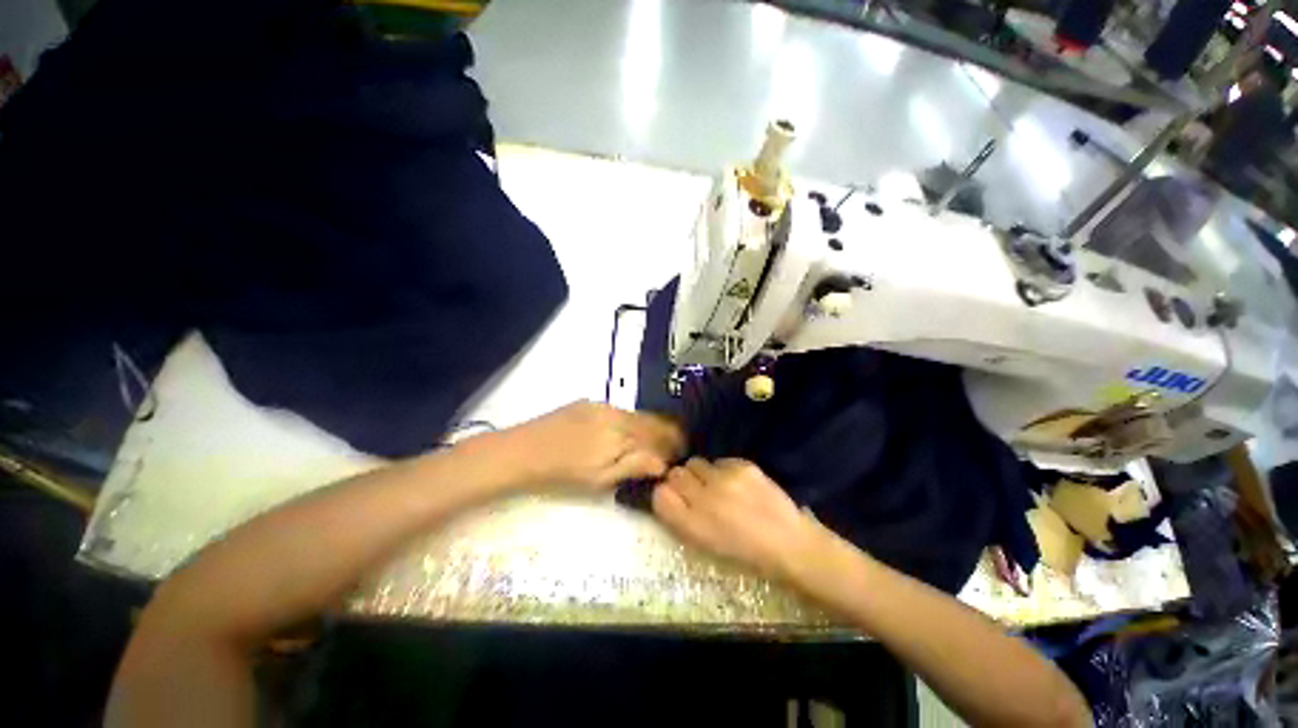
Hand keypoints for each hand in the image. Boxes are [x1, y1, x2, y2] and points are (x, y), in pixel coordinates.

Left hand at [494, 401, 683, 492]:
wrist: (524, 450)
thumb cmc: (563, 473)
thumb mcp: (600, 479)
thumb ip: (633, 466)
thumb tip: (663, 463)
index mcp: (620, 434)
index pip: (658, 435)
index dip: (673, 444)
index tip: (680, 454)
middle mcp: (616, 414)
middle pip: (651, 421)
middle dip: (666, 434)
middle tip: (672, 448)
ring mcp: (602, 405)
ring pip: (637, 415)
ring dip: (649, 427)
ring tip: (652, 442)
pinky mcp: (590, 402)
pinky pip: (620, 411)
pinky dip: (630, 422)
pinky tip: (626, 433)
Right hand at [651, 458, 828, 578]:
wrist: (789, 544)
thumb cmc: (745, 554)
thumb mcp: (705, 546)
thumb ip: (682, 519)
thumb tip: (667, 494)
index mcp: (692, 525)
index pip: (661, 495)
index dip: (665, 494)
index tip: (674, 498)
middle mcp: (703, 498)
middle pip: (675, 474)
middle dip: (682, 481)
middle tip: (697, 491)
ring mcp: (724, 479)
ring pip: (696, 462)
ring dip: (702, 474)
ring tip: (718, 486)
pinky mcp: (742, 466)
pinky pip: (719, 460)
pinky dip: (723, 470)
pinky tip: (738, 483)